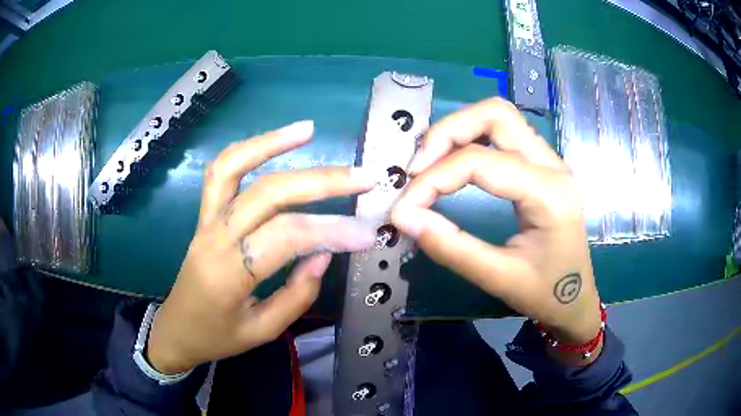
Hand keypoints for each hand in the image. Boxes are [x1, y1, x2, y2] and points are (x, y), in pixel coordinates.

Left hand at [147, 121, 378, 373]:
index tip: (368, 233)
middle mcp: (215, 238)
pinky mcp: (203, 214)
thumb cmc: (217, 336)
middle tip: (364, 177)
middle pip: (268, 194)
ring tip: (308, 129)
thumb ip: (297, 295)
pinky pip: (219, 173)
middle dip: (320, 181)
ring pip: (234, 168)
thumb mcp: (262, 331)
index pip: (286, 238)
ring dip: (271, 143)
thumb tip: (324, 253)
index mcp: (229, 274)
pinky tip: (271, 140)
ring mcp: (205, 220)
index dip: (331, 231)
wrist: (176, 329)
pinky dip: (245, 150)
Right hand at [392, 98, 601, 364]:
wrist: (576, 298)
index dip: (432, 179)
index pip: (479, 162)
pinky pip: (503, 135)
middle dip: (447, 132)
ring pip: (499, 117)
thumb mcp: (498, 278)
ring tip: (429, 163)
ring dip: (458, 131)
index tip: (403, 207)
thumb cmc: (546, 293)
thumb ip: (450, 247)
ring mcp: (549, 161)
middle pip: (495, 114)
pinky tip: (453, 163)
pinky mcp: (541, 165)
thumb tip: (404, 217)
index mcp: (548, 193)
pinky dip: (471, 139)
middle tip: (417, 167)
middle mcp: (552, 165)